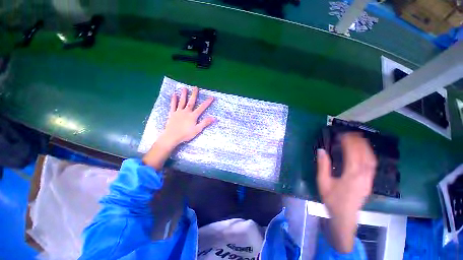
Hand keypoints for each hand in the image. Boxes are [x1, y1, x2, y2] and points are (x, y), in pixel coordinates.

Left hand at [143, 87, 214, 169]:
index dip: (207, 102)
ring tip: (184, 88)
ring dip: (184, 95)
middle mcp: (186, 112)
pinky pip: (173, 105)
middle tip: (195, 87)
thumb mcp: (197, 130)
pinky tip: (174, 95)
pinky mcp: (172, 114)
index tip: (211, 97)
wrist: (171, 136)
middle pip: (191, 102)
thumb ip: (205, 123)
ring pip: (182, 102)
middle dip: (194, 95)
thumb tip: (213, 118)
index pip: (201, 108)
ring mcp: (178, 112)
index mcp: (193, 116)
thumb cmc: (185, 134)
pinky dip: (174, 100)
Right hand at [316, 133, 376, 252]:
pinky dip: (369, 155)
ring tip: (359, 139)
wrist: (345, 217)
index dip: (348, 142)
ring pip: (371, 159)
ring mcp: (369, 179)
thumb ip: (323, 165)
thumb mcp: (323, 182)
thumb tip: (322, 150)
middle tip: (350, 133)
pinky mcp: (370, 182)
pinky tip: (365, 152)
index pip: (352, 154)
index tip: (342, 135)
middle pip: (364, 155)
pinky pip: (372, 165)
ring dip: (366, 147)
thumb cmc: (332, 200)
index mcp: (351, 175)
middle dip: (358, 142)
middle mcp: (363, 175)